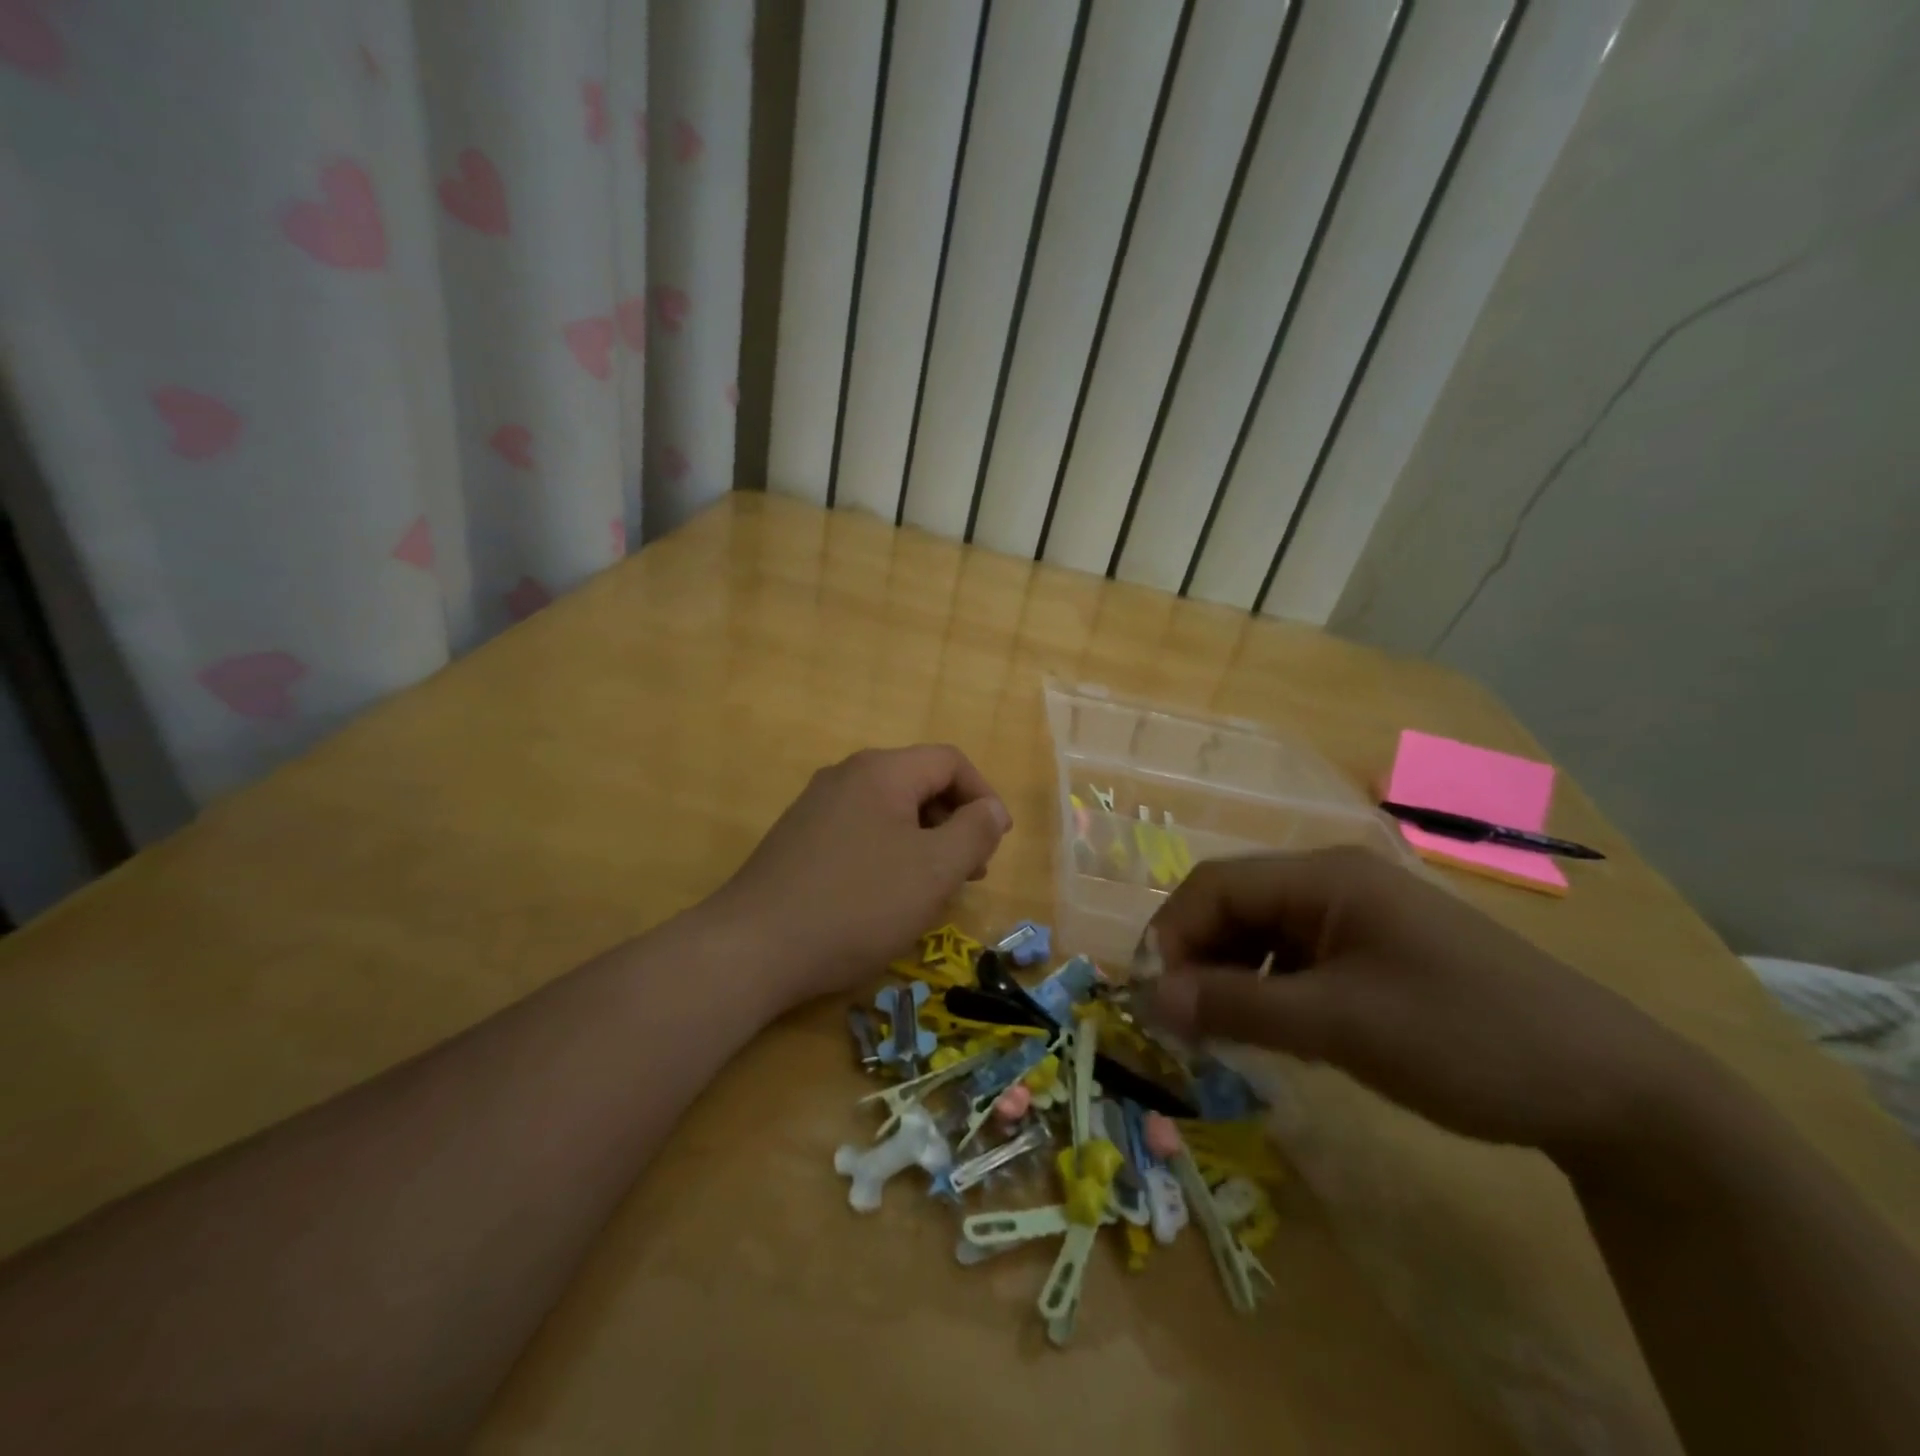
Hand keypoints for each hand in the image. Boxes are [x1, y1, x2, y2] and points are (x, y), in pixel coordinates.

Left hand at [710, 746, 1011, 1007]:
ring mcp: (816, 807)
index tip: (996, 843)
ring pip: (889, 810)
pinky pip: (860, 832)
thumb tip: (991, 809)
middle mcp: (846, 776)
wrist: (753, 948)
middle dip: (954, 822)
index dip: (983, 796)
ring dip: (923, 841)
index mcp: (881, 771)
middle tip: (970, 872)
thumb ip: (974, 832)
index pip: (950, 761)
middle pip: (919, 783)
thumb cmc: (857, 904)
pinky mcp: (798, 838)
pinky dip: (889, 853)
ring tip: (932, 889)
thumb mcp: (933, 871)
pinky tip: (886, 896)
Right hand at [1138, 848, 1705, 1160]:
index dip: (1170, 934)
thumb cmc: (1465, 1038)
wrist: (1613, 1090)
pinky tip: (1269, 1031)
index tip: (1151, 997)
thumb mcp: (1340, 1025)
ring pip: (1261, 936)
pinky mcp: (1374, 956)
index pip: (1214, 885)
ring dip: (1228, 978)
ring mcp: (1357, 919)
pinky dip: (1267, 991)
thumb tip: (1148, 998)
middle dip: (1196, 959)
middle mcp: (1333, 883)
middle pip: (1234, 907)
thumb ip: (1236, 1007)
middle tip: (1179, 1024)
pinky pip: (1295, 962)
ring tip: (1216, 1033)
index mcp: (1324, 876)